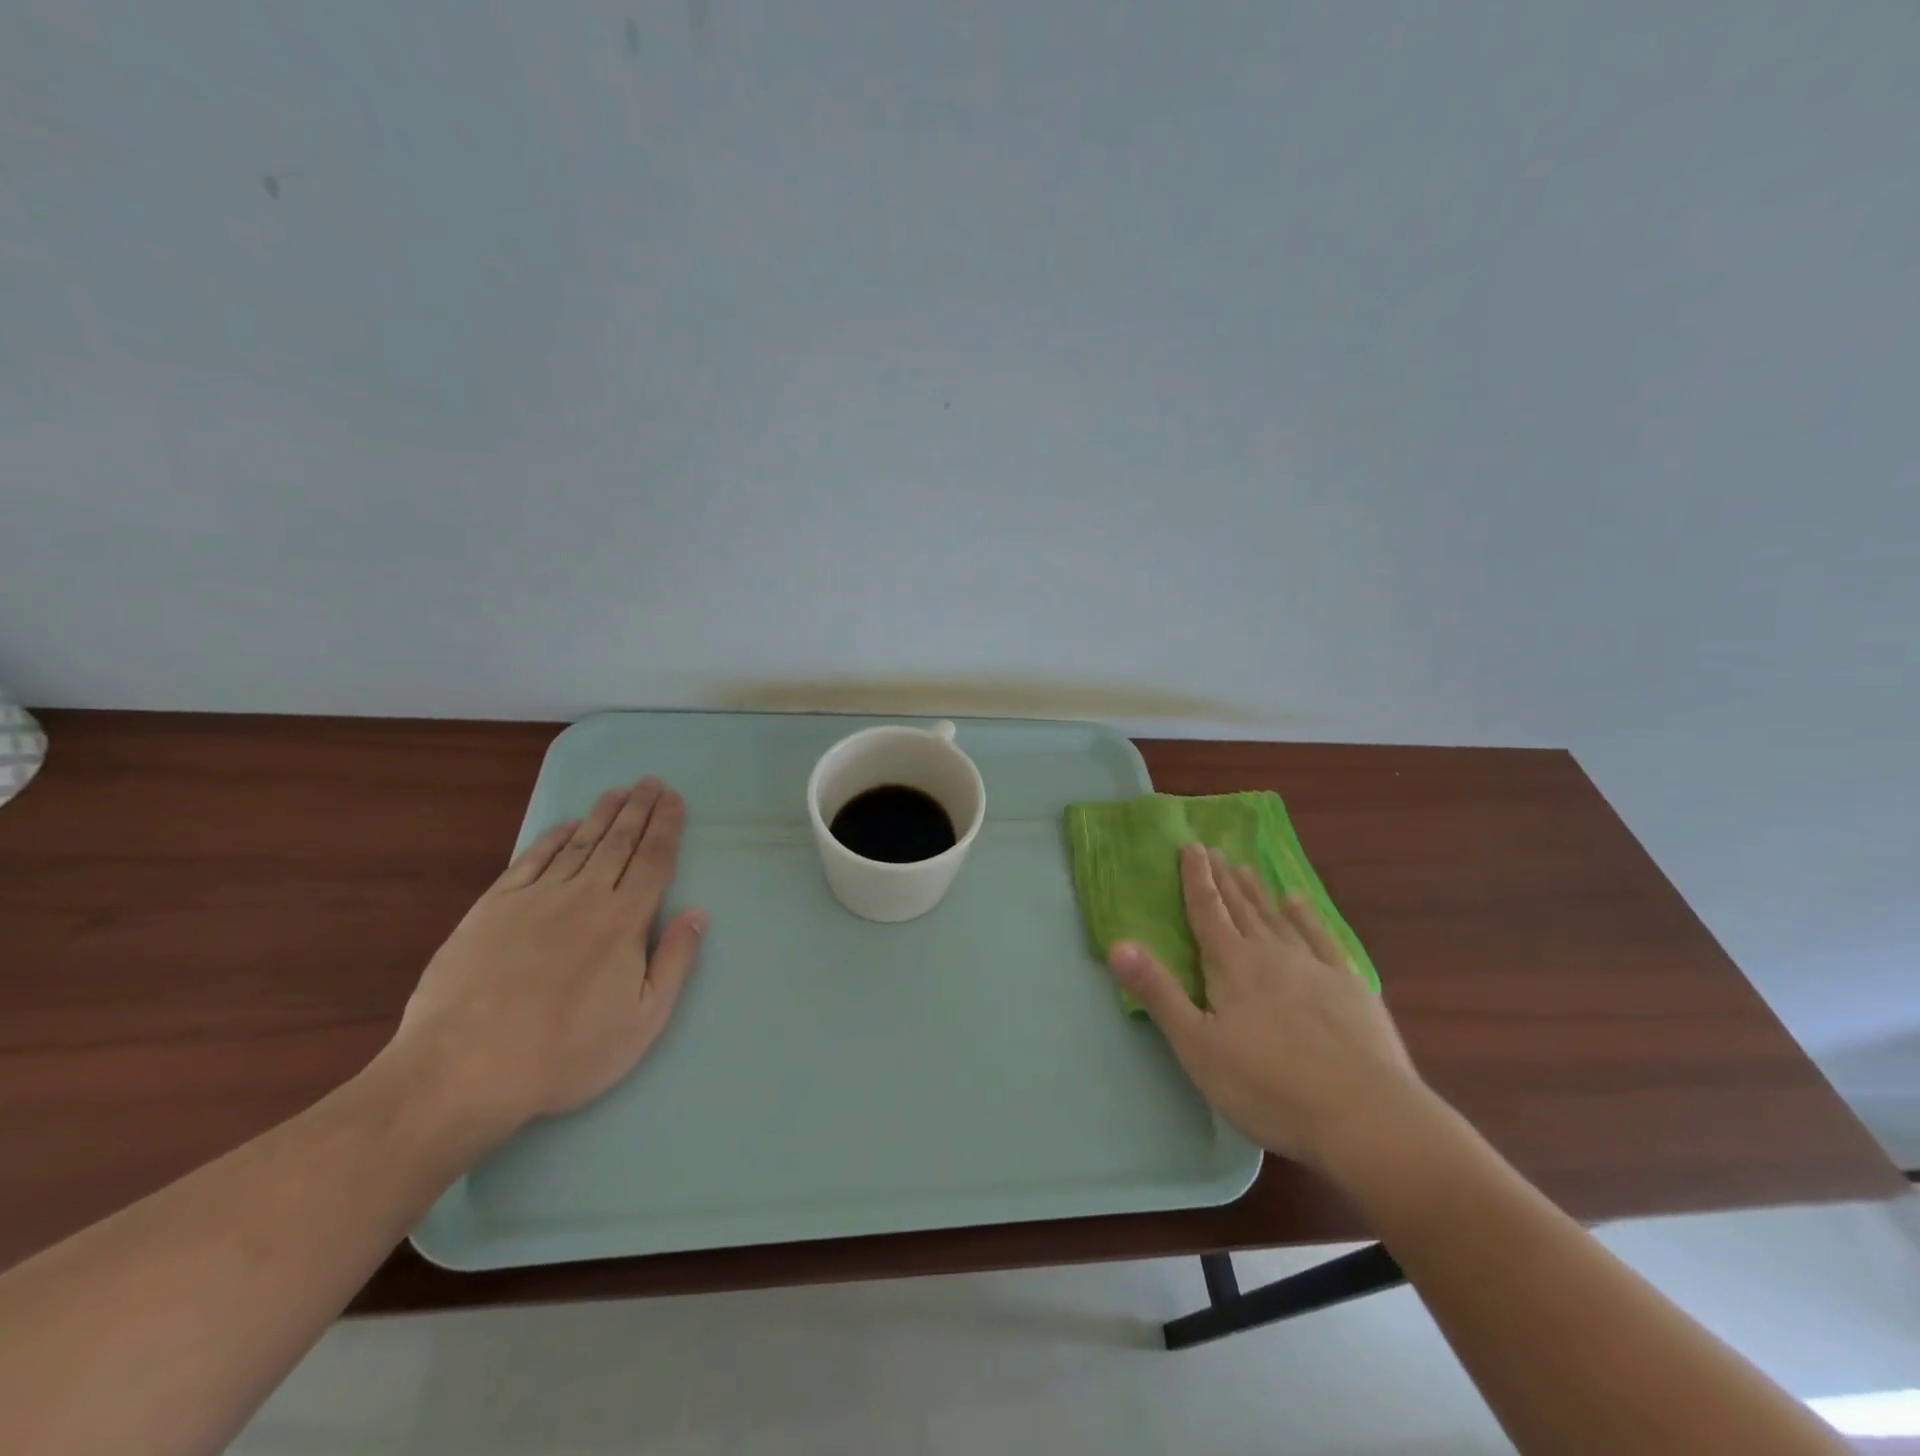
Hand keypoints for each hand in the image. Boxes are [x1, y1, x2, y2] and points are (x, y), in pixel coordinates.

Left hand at [386, 777, 706, 1143]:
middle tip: (652, 782)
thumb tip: (697, 914)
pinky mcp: (492, 908)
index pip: (653, 860)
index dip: (666, 827)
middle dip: (640, 810)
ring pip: (579, 844)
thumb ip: (674, 962)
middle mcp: (584, 896)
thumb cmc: (565, 1053)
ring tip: (619, 791)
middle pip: (619, 842)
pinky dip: (552, 837)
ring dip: (603, 815)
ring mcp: (535, 898)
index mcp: (624, 921)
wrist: (462, 1071)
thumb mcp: (642, 1021)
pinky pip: (531, 860)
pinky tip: (567, 825)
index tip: (674, 799)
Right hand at [1107, 844, 1423, 1170]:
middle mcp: (1271, 953)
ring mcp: (1314, 966)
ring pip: (1277, 917)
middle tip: (1213, 849)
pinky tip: (1298, 902)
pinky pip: (1321, 937)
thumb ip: (1158, 992)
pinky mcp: (1350, 985)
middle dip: (1223, 878)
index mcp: (1232, 965)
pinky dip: (1306, 916)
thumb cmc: (1268, 1086)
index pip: (1207, 911)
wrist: (1365, 1116)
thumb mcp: (1197, 1046)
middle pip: (1241, 908)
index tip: (1190, 846)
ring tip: (1245, 868)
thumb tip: (1117, 944)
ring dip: (1258, 892)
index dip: (1196, 878)